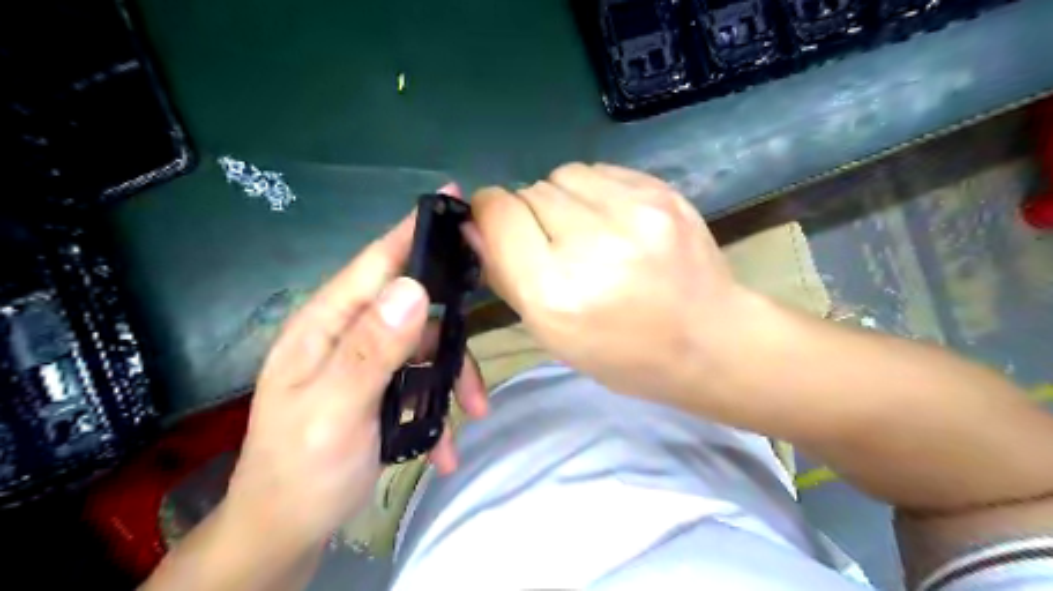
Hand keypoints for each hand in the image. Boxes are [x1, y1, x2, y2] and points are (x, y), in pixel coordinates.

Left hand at [227, 186, 489, 554]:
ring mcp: (368, 361)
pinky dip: (439, 409)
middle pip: (414, 306)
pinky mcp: (381, 388)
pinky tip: (445, 447)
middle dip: (452, 332)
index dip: (416, 232)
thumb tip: (413, 287)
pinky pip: (422, 381)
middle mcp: (349, 332)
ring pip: (427, 347)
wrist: (286, 532)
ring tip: (471, 416)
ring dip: (453, 380)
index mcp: (327, 324)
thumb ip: (371, 350)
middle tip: (480, 362)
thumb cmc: (301, 471)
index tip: (457, 201)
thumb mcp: (334, 411)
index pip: (377, 261)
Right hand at [464, 162, 751, 402]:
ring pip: (562, 174)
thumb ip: (505, 274)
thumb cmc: (623, 354)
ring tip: (587, 231)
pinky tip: (614, 221)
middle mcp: (591, 244)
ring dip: (561, 199)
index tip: (499, 228)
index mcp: (555, 292)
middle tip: (555, 246)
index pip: (498, 213)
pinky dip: (595, 192)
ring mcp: (634, 212)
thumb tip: (473, 223)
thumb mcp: (550, 333)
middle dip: (529, 214)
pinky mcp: (662, 192)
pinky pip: (600, 172)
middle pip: (529, 191)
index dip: (489, 215)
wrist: (710, 340)